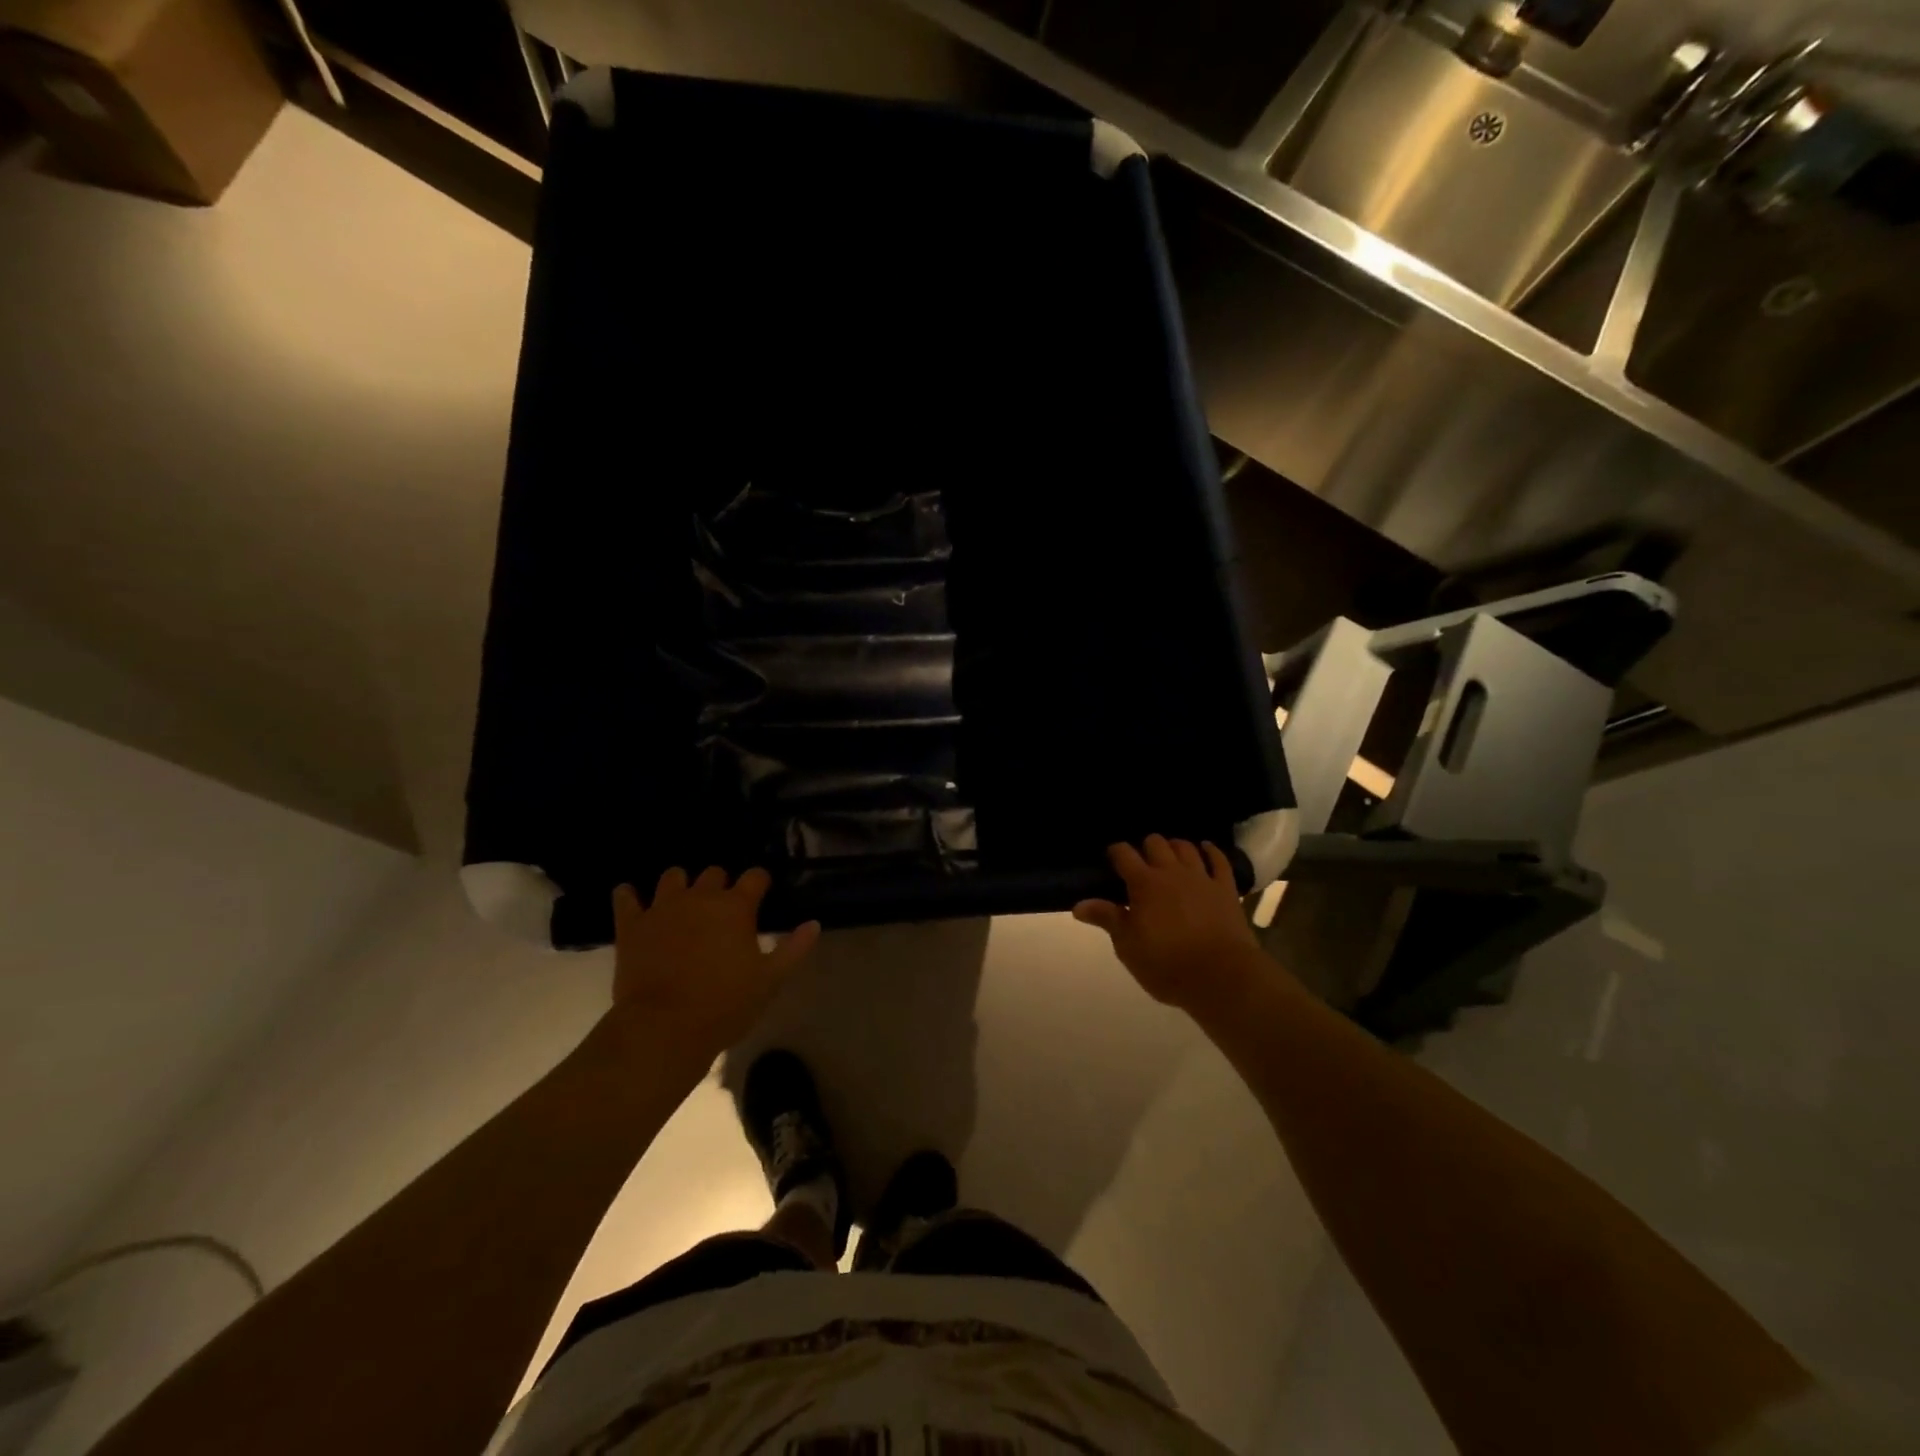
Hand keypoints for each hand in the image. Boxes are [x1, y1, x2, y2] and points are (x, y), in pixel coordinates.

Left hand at [607, 868, 820, 1064]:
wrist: (664, 1028)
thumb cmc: (725, 1005)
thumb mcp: (770, 980)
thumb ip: (794, 949)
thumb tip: (813, 924)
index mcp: (736, 907)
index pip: (755, 877)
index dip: (760, 883)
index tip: (762, 893)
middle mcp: (700, 898)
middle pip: (714, 873)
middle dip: (720, 885)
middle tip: (722, 909)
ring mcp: (662, 908)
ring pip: (672, 877)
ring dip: (680, 885)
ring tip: (683, 903)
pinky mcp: (632, 925)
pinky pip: (625, 898)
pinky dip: (628, 897)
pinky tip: (631, 899)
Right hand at [1073, 835, 1261, 1015]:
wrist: (1220, 976)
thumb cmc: (1166, 964)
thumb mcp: (1128, 946)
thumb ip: (1106, 919)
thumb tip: (1078, 905)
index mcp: (1143, 884)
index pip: (1124, 854)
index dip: (1115, 852)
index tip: (1111, 858)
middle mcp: (1171, 872)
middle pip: (1156, 843)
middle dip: (1145, 847)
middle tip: (1141, 861)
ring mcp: (1201, 878)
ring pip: (1186, 847)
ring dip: (1175, 846)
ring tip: (1169, 854)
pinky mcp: (1225, 889)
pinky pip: (1219, 860)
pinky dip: (1211, 851)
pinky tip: (1205, 848)